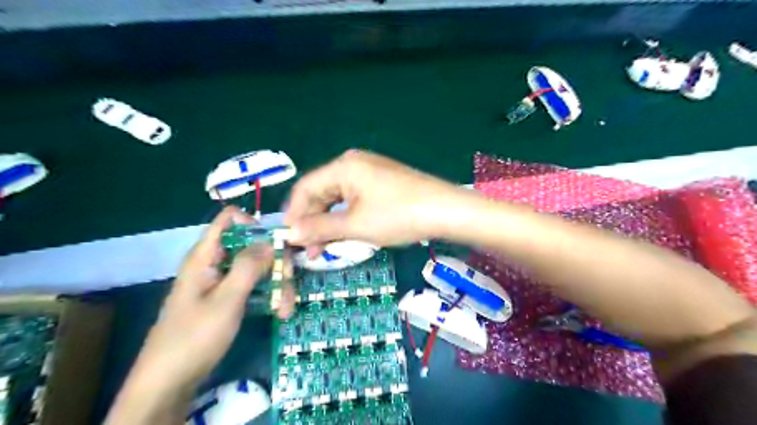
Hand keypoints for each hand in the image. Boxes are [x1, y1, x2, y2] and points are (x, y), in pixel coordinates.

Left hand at [130, 205, 289, 391]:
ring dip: (277, 285)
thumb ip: (249, 266)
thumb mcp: (226, 300)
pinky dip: (269, 296)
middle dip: (275, 263)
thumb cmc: (195, 336)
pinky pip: (253, 287)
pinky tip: (279, 312)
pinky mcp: (228, 299)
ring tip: (286, 309)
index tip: (277, 242)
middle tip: (289, 282)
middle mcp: (215, 264)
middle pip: (252, 246)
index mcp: (206, 256)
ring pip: (257, 269)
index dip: (255, 223)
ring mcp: (222, 282)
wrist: (169, 382)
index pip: (229, 219)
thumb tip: (271, 240)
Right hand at [282, 149, 461, 251]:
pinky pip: (355, 199)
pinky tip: (345, 234)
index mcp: (343, 166)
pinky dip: (346, 217)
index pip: (305, 187)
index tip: (287, 238)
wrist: (446, 210)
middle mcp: (354, 164)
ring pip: (338, 198)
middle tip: (308, 249)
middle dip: (312, 221)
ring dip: (329, 222)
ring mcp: (370, 172)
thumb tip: (290, 233)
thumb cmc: (398, 215)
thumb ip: (319, 228)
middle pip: (321, 192)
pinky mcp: (382, 183)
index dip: (294, 213)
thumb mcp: (355, 225)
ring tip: (324, 248)